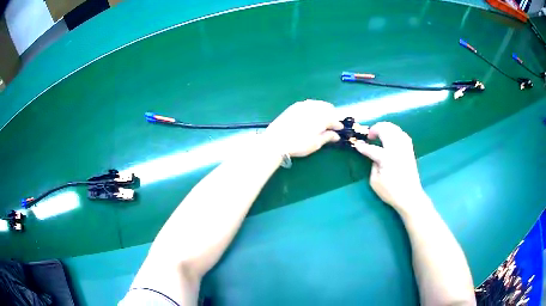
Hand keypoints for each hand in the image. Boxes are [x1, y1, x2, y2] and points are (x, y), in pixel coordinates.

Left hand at [263, 100, 342, 157]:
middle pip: (327, 108)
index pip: (334, 119)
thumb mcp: (315, 143)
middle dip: (331, 115)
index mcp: (322, 117)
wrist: (276, 140)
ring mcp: (303, 105)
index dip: (338, 125)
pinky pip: (308, 104)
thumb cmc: (299, 144)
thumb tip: (336, 135)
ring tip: (323, 118)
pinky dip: (313, 107)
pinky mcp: (294, 106)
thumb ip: (327, 137)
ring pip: (318, 104)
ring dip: (323, 109)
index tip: (340, 130)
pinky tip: (311, 114)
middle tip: (332, 124)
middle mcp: (314, 108)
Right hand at [353, 122, 428, 212]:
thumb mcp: (375, 182)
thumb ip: (373, 166)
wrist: (410, 196)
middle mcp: (396, 149)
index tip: (357, 145)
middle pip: (386, 130)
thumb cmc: (391, 192)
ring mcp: (405, 148)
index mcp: (386, 158)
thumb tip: (375, 158)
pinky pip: (403, 134)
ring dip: (386, 127)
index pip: (372, 148)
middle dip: (375, 129)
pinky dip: (396, 132)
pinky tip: (392, 135)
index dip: (363, 147)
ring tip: (380, 132)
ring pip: (395, 129)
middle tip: (369, 135)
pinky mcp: (410, 150)